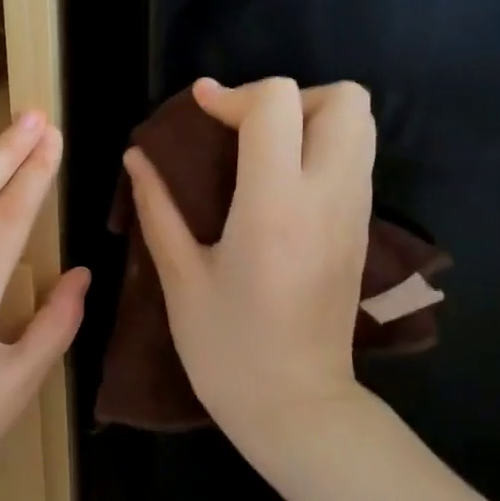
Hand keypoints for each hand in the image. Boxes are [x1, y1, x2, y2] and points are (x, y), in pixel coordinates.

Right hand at [123, 78, 375, 452]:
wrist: (296, 406)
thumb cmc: (227, 349)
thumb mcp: (180, 278)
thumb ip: (157, 208)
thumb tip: (136, 157)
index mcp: (274, 206)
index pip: (277, 104)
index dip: (233, 94)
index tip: (199, 110)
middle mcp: (328, 197)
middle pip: (344, 99)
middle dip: (290, 98)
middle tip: (245, 132)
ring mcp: (355, 213)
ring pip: (361, 125)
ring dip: (310, 120)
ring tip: (260, 153)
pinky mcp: (363, 231)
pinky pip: (357, 160)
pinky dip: (322, 149)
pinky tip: (278, 186)